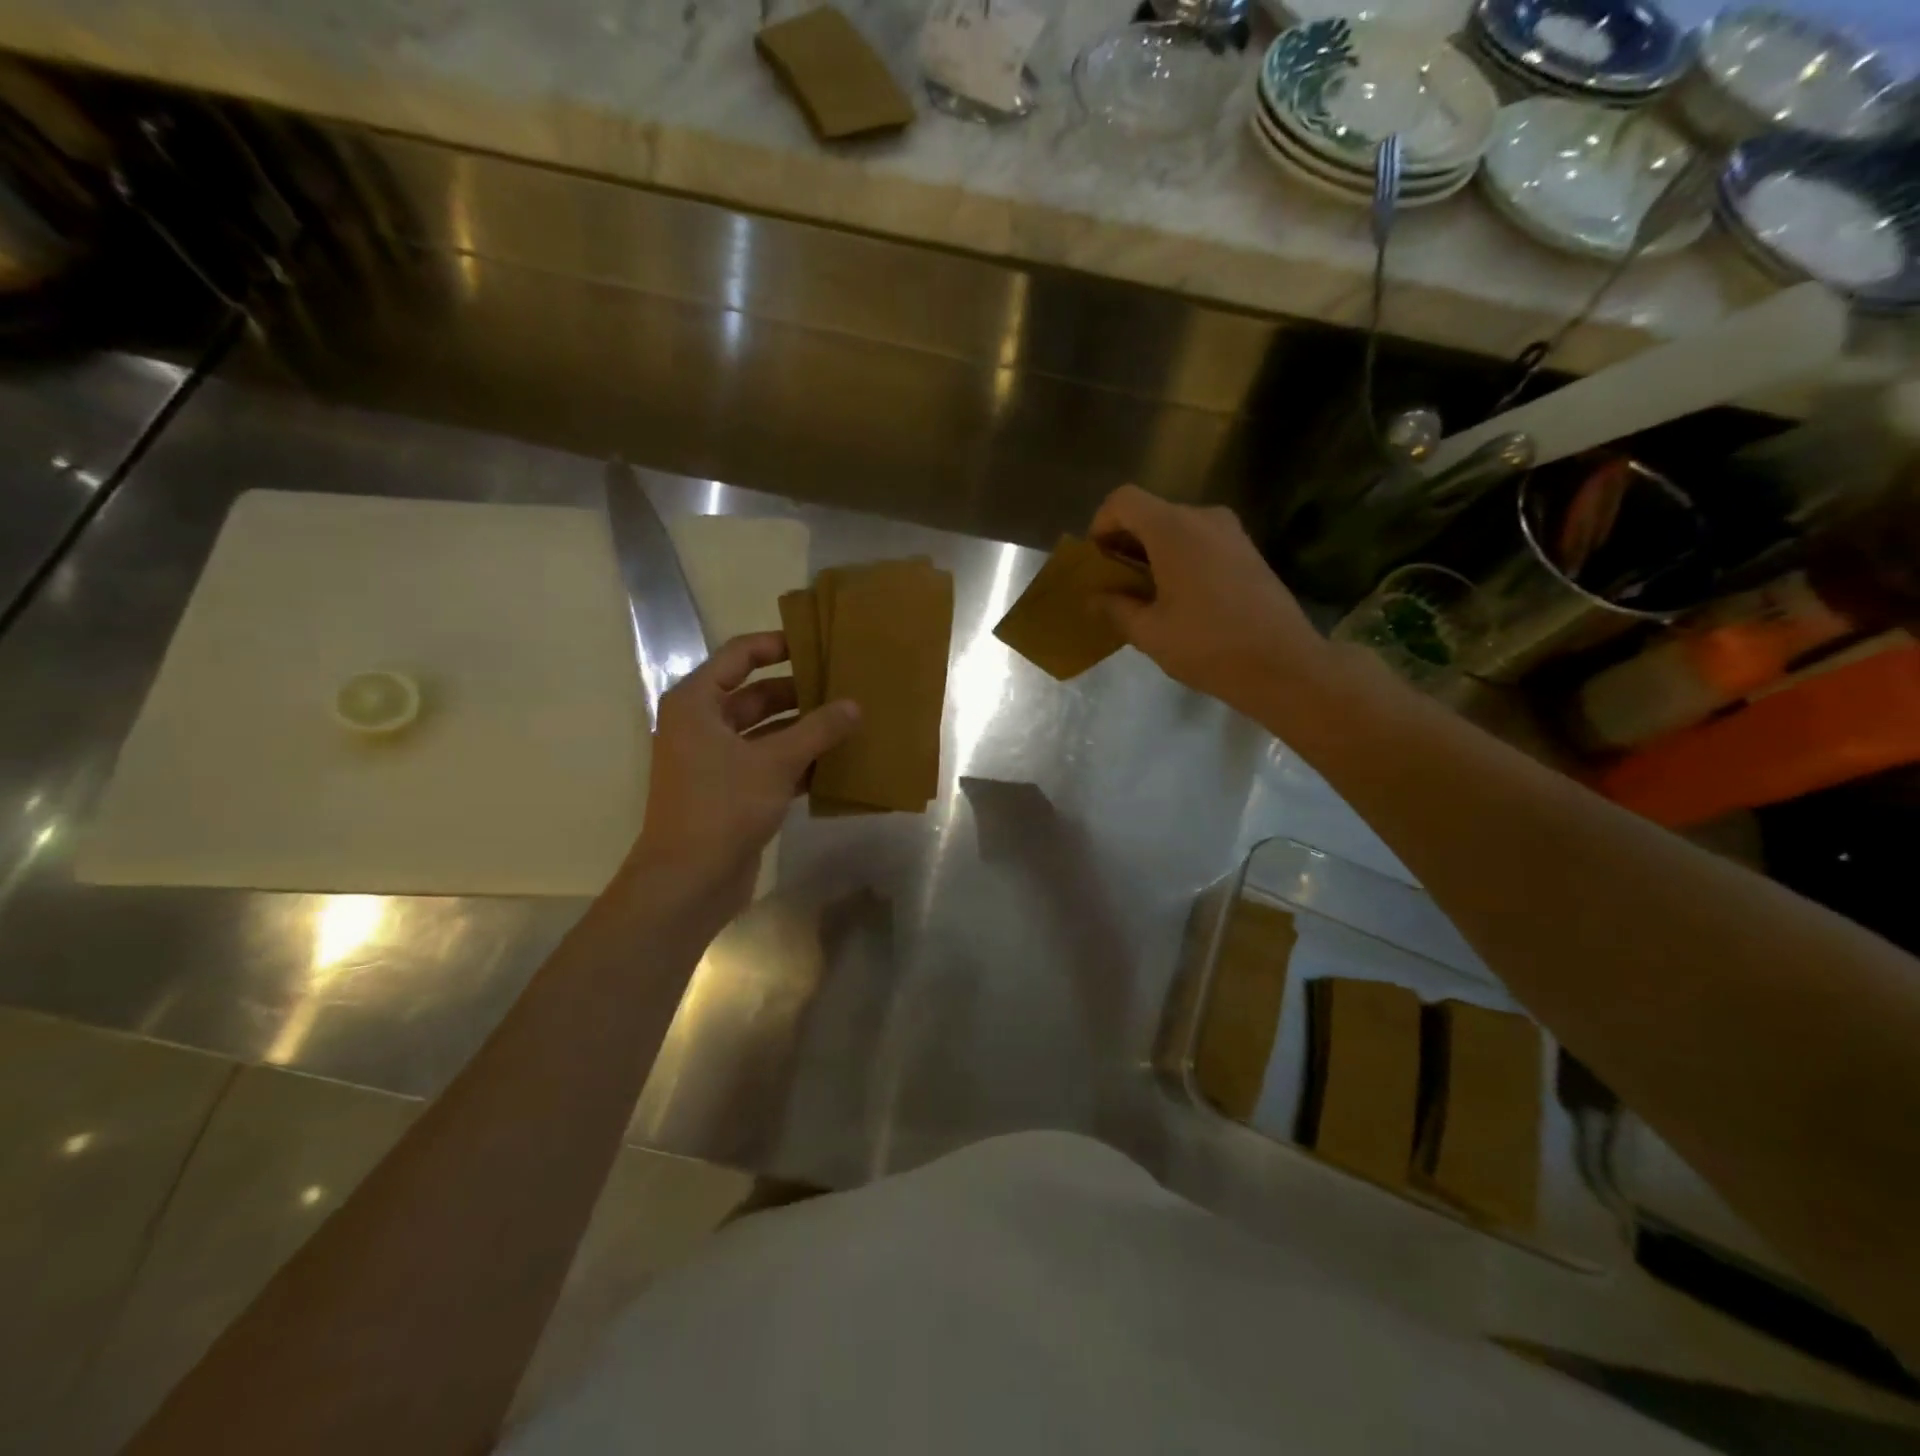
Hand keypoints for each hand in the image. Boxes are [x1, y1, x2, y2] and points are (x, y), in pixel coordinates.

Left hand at [622, 632, 858, 920]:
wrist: (688, 880)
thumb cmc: (723, 807)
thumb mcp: (775, 762)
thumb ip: (817, 730)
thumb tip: (854, 706)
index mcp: (697, 703)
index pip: (739, 656)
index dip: (776, 645)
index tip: (816, 643)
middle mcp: (702, 725)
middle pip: (755, 695)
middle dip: (799, 692)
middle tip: (844, 686)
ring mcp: (715, 761)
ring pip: (766, 732)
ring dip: (803, 729)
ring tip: (849, 721)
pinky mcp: (730, 791)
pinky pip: (768, 764)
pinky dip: (798, 762)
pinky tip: (836, 763)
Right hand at [1088, 485, 1330, 720]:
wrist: (1283, 665)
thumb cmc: (1207, 646)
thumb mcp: (1149, 633)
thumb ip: (1116, 608)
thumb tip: (1096, 598)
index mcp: (1173, 529)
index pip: (1123, 501)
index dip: (1101, 524)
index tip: (1096, 561)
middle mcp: (1203, 518)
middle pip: (1150, 513)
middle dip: (1124, 542)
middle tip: (1112, 583)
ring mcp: (1231, 532)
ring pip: (1176, 527)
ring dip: (1151, 552)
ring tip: (1143, 594)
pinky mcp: (1247, 551)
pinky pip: (1200, 541)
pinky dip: (1178, 558)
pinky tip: (1177, 598)